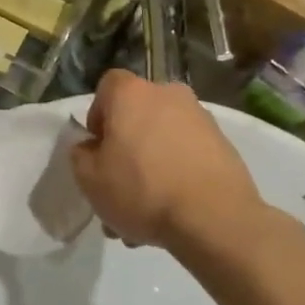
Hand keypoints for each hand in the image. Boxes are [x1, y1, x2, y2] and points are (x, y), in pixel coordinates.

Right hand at [69, 71, 270, 249]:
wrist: (214, 218)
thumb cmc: (141, 190)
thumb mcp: (89, 178)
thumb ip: (80, 155)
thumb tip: (91, 147)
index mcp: (132, 93)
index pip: (107, 86)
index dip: (98, 116)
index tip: (98, 148)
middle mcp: (168, 94)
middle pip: (137, 115)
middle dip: (126, 147)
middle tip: (119, 187)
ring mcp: (201, 119)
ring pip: (162, 139)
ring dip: (151, 167)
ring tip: (145, 212)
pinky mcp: (224, 145)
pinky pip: (188, 155)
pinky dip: (177, 175)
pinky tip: (172, 210)